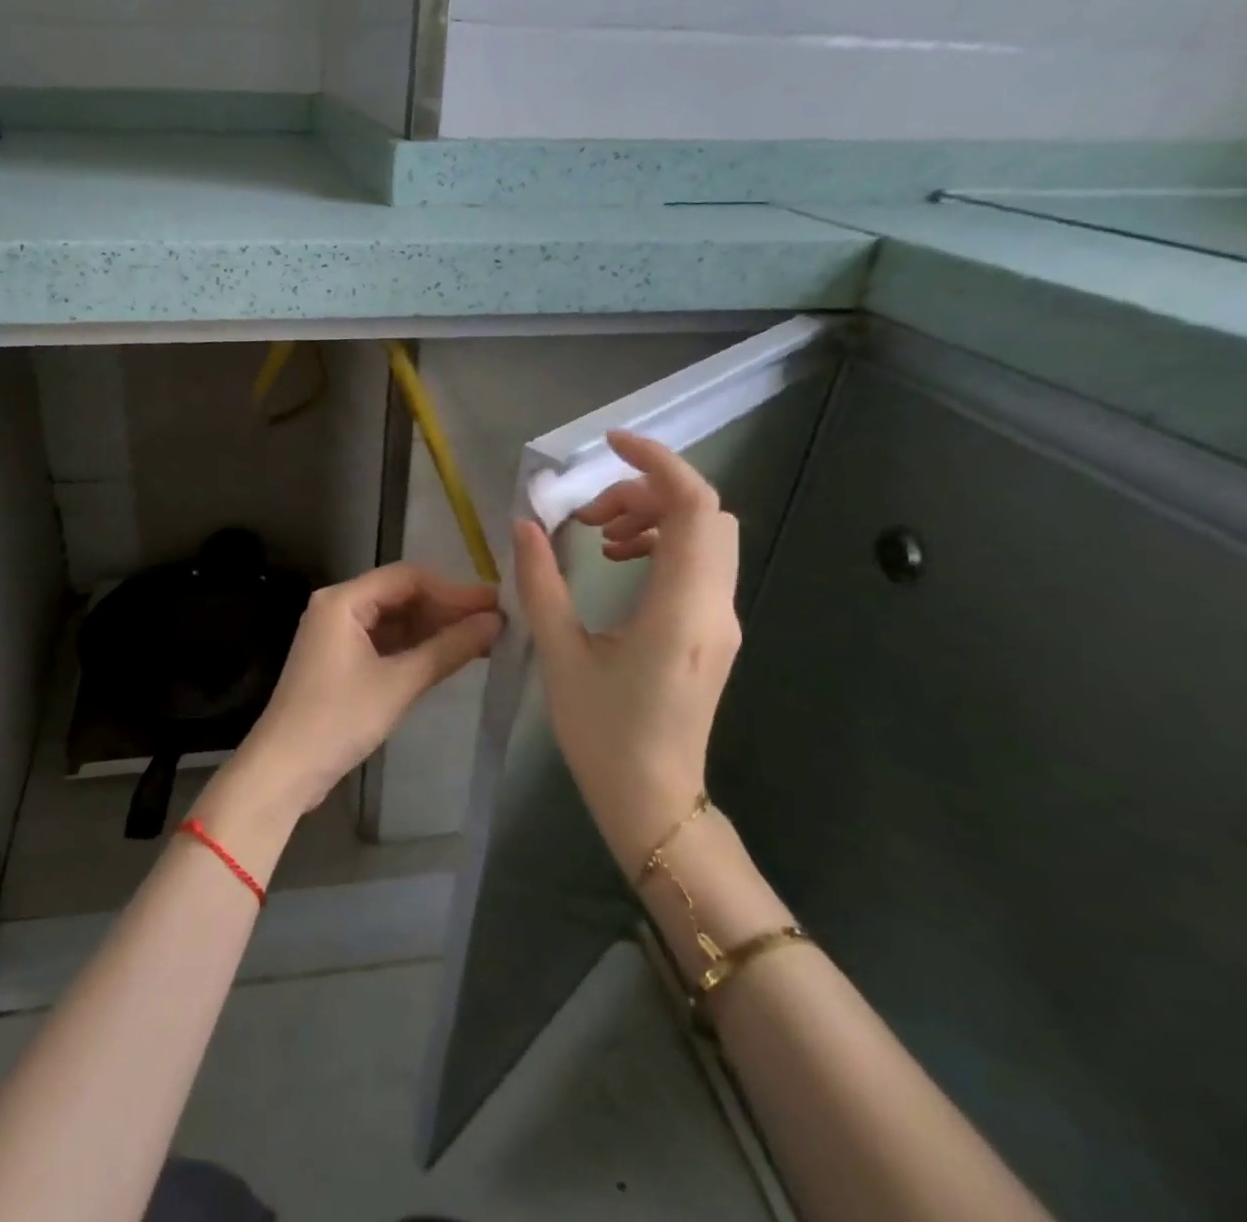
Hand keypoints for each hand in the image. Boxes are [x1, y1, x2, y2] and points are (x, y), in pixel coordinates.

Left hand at [215, 564, 501, 824]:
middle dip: (446, 609)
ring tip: (483, 640)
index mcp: (343, 600)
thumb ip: (448, 649)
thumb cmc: (338, 720)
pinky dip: (416, 647)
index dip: (454, 590)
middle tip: (496, 624)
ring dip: (434, 628)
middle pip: (401, 595)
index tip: (495, 606)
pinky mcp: (341, 660)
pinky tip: (450, 656)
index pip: (408, 578)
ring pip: (395, 619)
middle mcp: (338, 607)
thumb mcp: (398, 683)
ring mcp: (337, 634)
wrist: (284, 769)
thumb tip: (496, 621)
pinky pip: (385, 641)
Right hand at [511, 431, 741, 875]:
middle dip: (645, 492)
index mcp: (680, 609)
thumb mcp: (561, 654)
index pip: (693, 506)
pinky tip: (619, 565)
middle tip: (590, 514)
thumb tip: (525, 525)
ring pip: (706, 536)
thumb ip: (540, 582)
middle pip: (703, 513)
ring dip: (654, 518)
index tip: (610, 445)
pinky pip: (700, 564)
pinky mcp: (715, 633)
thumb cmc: (603, 733)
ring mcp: (721, 620)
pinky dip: (663, 544)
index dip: (657, 462)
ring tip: (600, 538)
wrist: (654, 801)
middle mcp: (715, 606)